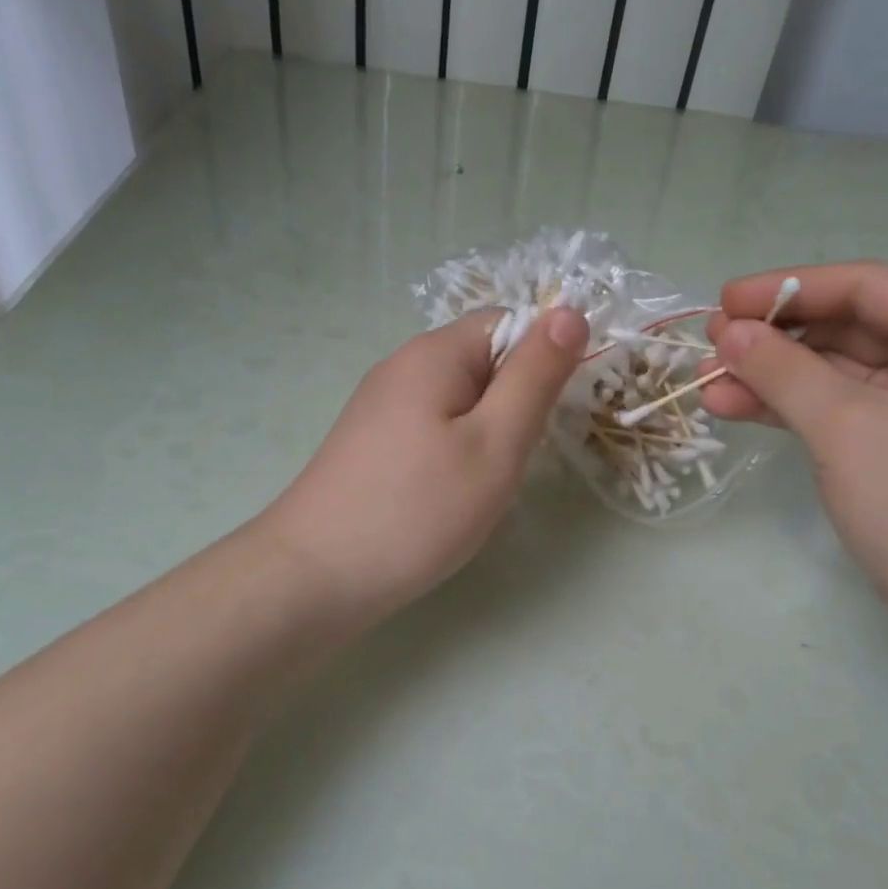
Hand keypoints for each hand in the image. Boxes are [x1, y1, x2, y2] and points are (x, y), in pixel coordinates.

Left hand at [259, 307, 588, 623]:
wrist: (315, 576)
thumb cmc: (418, 509)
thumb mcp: (495, 442)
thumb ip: (535, 377)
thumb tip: (571, 312)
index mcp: (434, 353)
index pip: (509, 323)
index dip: (541, 360)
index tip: (549, 416)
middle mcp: (402, 366)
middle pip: (483, 362)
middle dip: (513, 404)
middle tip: (512, 460)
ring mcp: (380, 405)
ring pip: (460, 400)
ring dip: (485, 433)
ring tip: (479, 484)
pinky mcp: (371, 441)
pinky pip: (432, 427)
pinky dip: (454, 452)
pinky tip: (446, 494)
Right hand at [703, 262, 887, 625]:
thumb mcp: (846, 427)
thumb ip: (783, 370)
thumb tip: (727, 331)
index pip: (865, 286)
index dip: (787, 288)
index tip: (722, 301)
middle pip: (849, 326)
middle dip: (776, 338)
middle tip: (710, 346)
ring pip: (838, 370)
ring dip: (774, 376)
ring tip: (709, 384)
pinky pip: (843, 406)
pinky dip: (793, 407)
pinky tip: (739, 407)